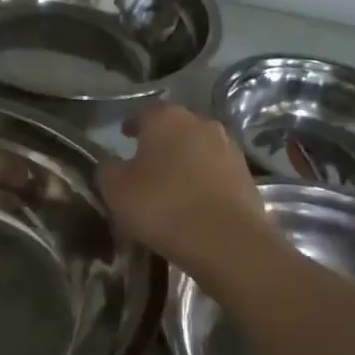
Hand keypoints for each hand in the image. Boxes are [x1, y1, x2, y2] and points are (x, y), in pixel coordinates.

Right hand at [97, 102, 274, 282]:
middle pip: (174, 129)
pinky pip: (215, 172)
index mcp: (166, 118)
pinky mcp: (246, 174)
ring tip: (171, 187)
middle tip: (145, 165)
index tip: (123, 138)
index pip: (142, 113)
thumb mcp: (116, 190)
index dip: (130, 125)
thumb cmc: (162, 207)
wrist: (226, 241)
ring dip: (184, 162)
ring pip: (197, 149)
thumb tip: (112, 164)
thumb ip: (108, 169)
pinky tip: (194, 202)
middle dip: (159, 143)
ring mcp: (228, 148)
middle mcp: (201, 123)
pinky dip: (203, 181)